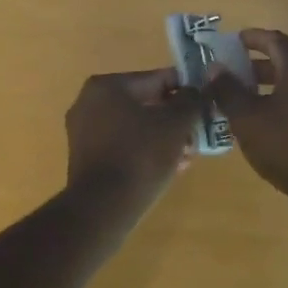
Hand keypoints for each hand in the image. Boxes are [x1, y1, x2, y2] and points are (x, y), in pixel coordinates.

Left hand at [64, 69, 204, 202]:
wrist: (103, 208)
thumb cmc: (141, 156)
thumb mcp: (176, 124)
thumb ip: (190, 101)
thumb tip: (194, 92)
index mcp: (106, 86)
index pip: (155, 79)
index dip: (185, 90)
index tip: (204, 102)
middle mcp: (88, 102)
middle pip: (145, 104)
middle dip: (173, 120)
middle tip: (196, 135)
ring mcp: (83, 132)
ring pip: (135, 127)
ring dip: (162, 138)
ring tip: (186, 156)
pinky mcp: (84, 158)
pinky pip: (122, 145)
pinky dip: (144, 151)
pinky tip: (167, 168)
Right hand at [210, 29, 287, 207]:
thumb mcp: (247, 118)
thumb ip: (228, 90)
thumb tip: (215, 68)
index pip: (274, 40)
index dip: (252, 38)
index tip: (233, 41)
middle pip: (285, 61)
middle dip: (257, 66)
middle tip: (232, 75)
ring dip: (269, 87)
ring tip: (245, 101)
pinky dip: (283, 102)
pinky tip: (268, 124)